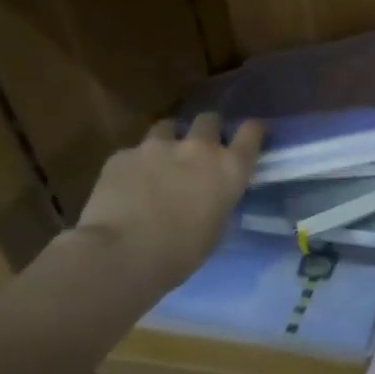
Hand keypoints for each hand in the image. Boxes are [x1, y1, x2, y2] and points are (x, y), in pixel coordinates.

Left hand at [72, 113, 263, 294]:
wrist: (122, 254)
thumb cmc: (181, 252)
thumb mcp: (218, 227)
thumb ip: (220, 199)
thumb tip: (212, 195)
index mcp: (229, 168)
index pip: (252, 132)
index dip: (251, 133)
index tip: (247, 138)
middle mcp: (198, 148)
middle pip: (209, 119)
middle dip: (207, 130)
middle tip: (200, 150)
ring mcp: (157, 146)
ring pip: (168, 127)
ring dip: (169, 140)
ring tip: (161, 162)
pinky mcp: (122, 155)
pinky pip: (134, 152)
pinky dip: (136, 164)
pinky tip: (128, 185)